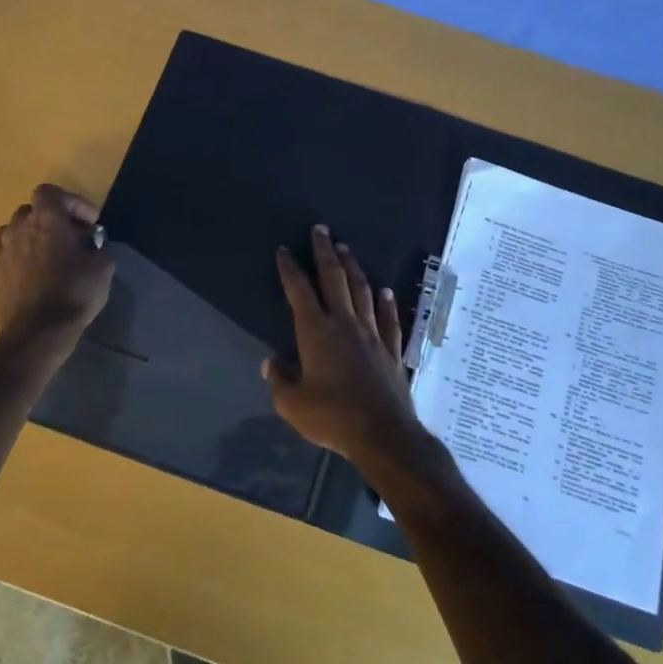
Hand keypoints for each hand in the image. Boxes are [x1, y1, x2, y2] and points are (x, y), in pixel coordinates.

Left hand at [0, 184, 113, 334]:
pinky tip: (34, 277)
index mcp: (46, 220)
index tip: (90, 222)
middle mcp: (19, 229)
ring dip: (31, 237)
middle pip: (31, 211)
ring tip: (48, 255)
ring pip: (14, 232)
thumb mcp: (102, 267)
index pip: (50, 192)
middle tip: (71, 237)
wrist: (36, 333)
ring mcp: (2, 253)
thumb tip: (91, 245)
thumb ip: (97, 247)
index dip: (72, 202)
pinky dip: (20, 259)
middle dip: (51, 219)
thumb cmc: (74, 292)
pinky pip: (6, 257)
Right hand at [265, 225, 426, 466]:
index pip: (299, 291)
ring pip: (361, 291)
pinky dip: (386, 303)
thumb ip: (279, 381)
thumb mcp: (293, 405)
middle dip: (325, 252)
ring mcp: (372, 333)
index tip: (285, 250)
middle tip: (321, 230)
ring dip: (352, 268)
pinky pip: (389, 319)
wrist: (382, 433)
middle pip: (334, 279)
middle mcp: (344, 323)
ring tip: (346, 249)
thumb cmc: (332, 417)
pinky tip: (385, 291)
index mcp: (316, 332)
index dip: (291, 269)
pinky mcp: (392, 348)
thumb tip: (271, 363)